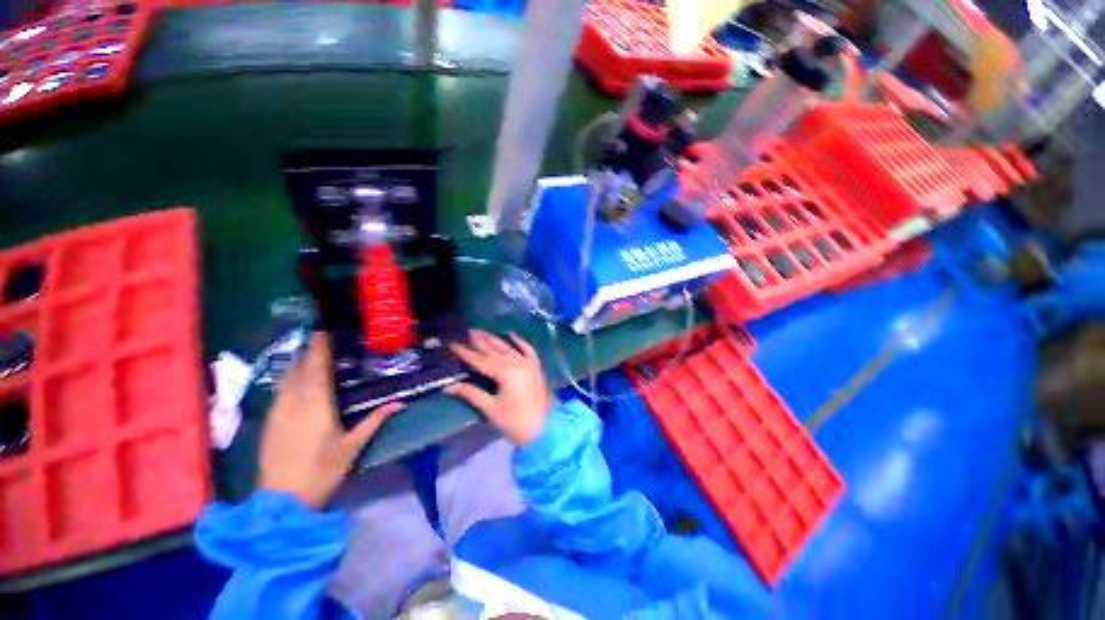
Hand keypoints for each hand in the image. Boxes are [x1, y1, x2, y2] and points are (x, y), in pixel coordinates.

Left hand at [258, 333, 402, 508]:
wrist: (281, 501)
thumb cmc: (322, 470)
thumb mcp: (353, 446)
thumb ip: (375, 420)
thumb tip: (400, 403)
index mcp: (317, 405)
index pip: (318, 369)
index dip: (320, 350)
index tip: (323, 333)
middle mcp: (295, 403)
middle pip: (300, 370)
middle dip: (308, 352)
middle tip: (318, 338)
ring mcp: (278, 412)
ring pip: (286, 380)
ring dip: (296, 364)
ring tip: (306, 353)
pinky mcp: (270, 422)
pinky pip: (279, 392)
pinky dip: (287, 379)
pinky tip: (292, 380)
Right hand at [448, 330, 554, 446]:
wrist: (543, 430)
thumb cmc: (514, 422)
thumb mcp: (490, 409)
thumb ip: (471, 394)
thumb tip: (449, 387)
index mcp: (505, 373)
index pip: (480, 360)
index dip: (465, 353)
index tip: (453, 344)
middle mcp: (517, 363)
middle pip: (494, 350)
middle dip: (480, 341)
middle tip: (468, 331)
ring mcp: (528, 363)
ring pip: (508, 348)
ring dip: (495, 339)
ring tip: (483, 331)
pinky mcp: (536, 367)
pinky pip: (528, 349)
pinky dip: (519, 341)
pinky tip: (511, 334)